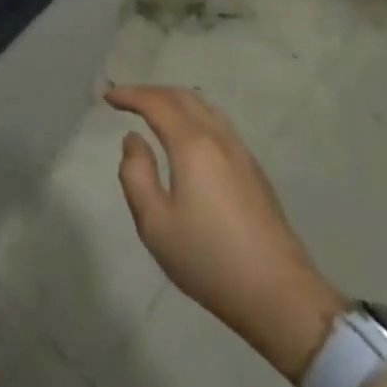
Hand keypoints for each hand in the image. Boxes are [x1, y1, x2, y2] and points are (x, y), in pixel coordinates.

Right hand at [108, 85, 344, 383]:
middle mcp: (219, 139)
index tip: (107, 96)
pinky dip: (193, 116)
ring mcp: (241, 153)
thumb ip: (135, 174)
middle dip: (151, 92)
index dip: (129, 95)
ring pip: (205, 108)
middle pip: (183, 97)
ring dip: (175, 101)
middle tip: (126, 99)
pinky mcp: (254, 171)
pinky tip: (185, 137)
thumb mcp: (154, 223)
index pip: (156, 103)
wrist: (279, 295)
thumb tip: (133, 140)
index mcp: (192, 145)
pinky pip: (218, 125)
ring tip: (153, 112)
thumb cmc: (208, 259)